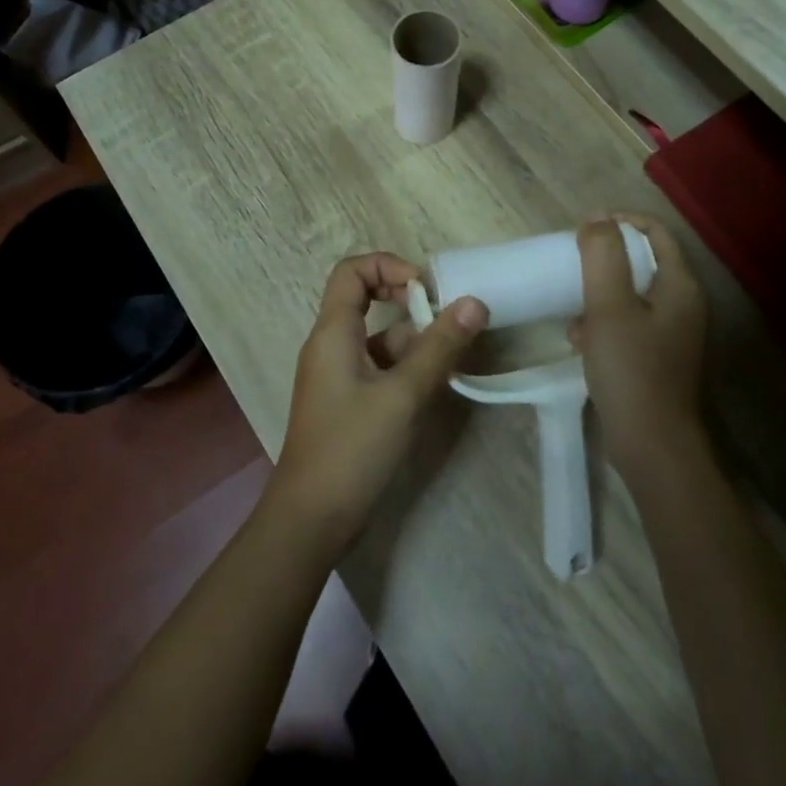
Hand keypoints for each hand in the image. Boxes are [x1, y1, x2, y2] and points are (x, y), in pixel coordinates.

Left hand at [266, 253, 485, 551]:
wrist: (311, 519)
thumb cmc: (351, 448)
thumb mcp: (402, 395)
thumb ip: (439, 348)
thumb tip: (474, 302)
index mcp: (333, 332)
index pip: (352, 271)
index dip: (388, 266)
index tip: (424, 289)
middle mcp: (332, 345)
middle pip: (369, 302)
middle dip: (411, 308)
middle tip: (449, 324)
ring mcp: (339, 376)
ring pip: (380, 340)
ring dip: (415, 343)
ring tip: (454, 361)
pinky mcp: (349, 403)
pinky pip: (380, 369)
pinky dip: (407, 370)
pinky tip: (435, 387)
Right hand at [573, 216, 707, 477]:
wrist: (651, 444)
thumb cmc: (631, 369)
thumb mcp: (609, 306)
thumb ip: (602, 256)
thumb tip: (596, 218)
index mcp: (680, 285)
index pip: (655, 232)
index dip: (620, 222)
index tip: (583, 228)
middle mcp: (683, 304)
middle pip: (643, 261)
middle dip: (605, 257)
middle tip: (572, 261)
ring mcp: (672, 333)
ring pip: (632, 293)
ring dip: (600, 291)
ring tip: (571, 301)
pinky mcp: (657, 357)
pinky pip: (628, 322)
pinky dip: (603, 321)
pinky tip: (578, 338)